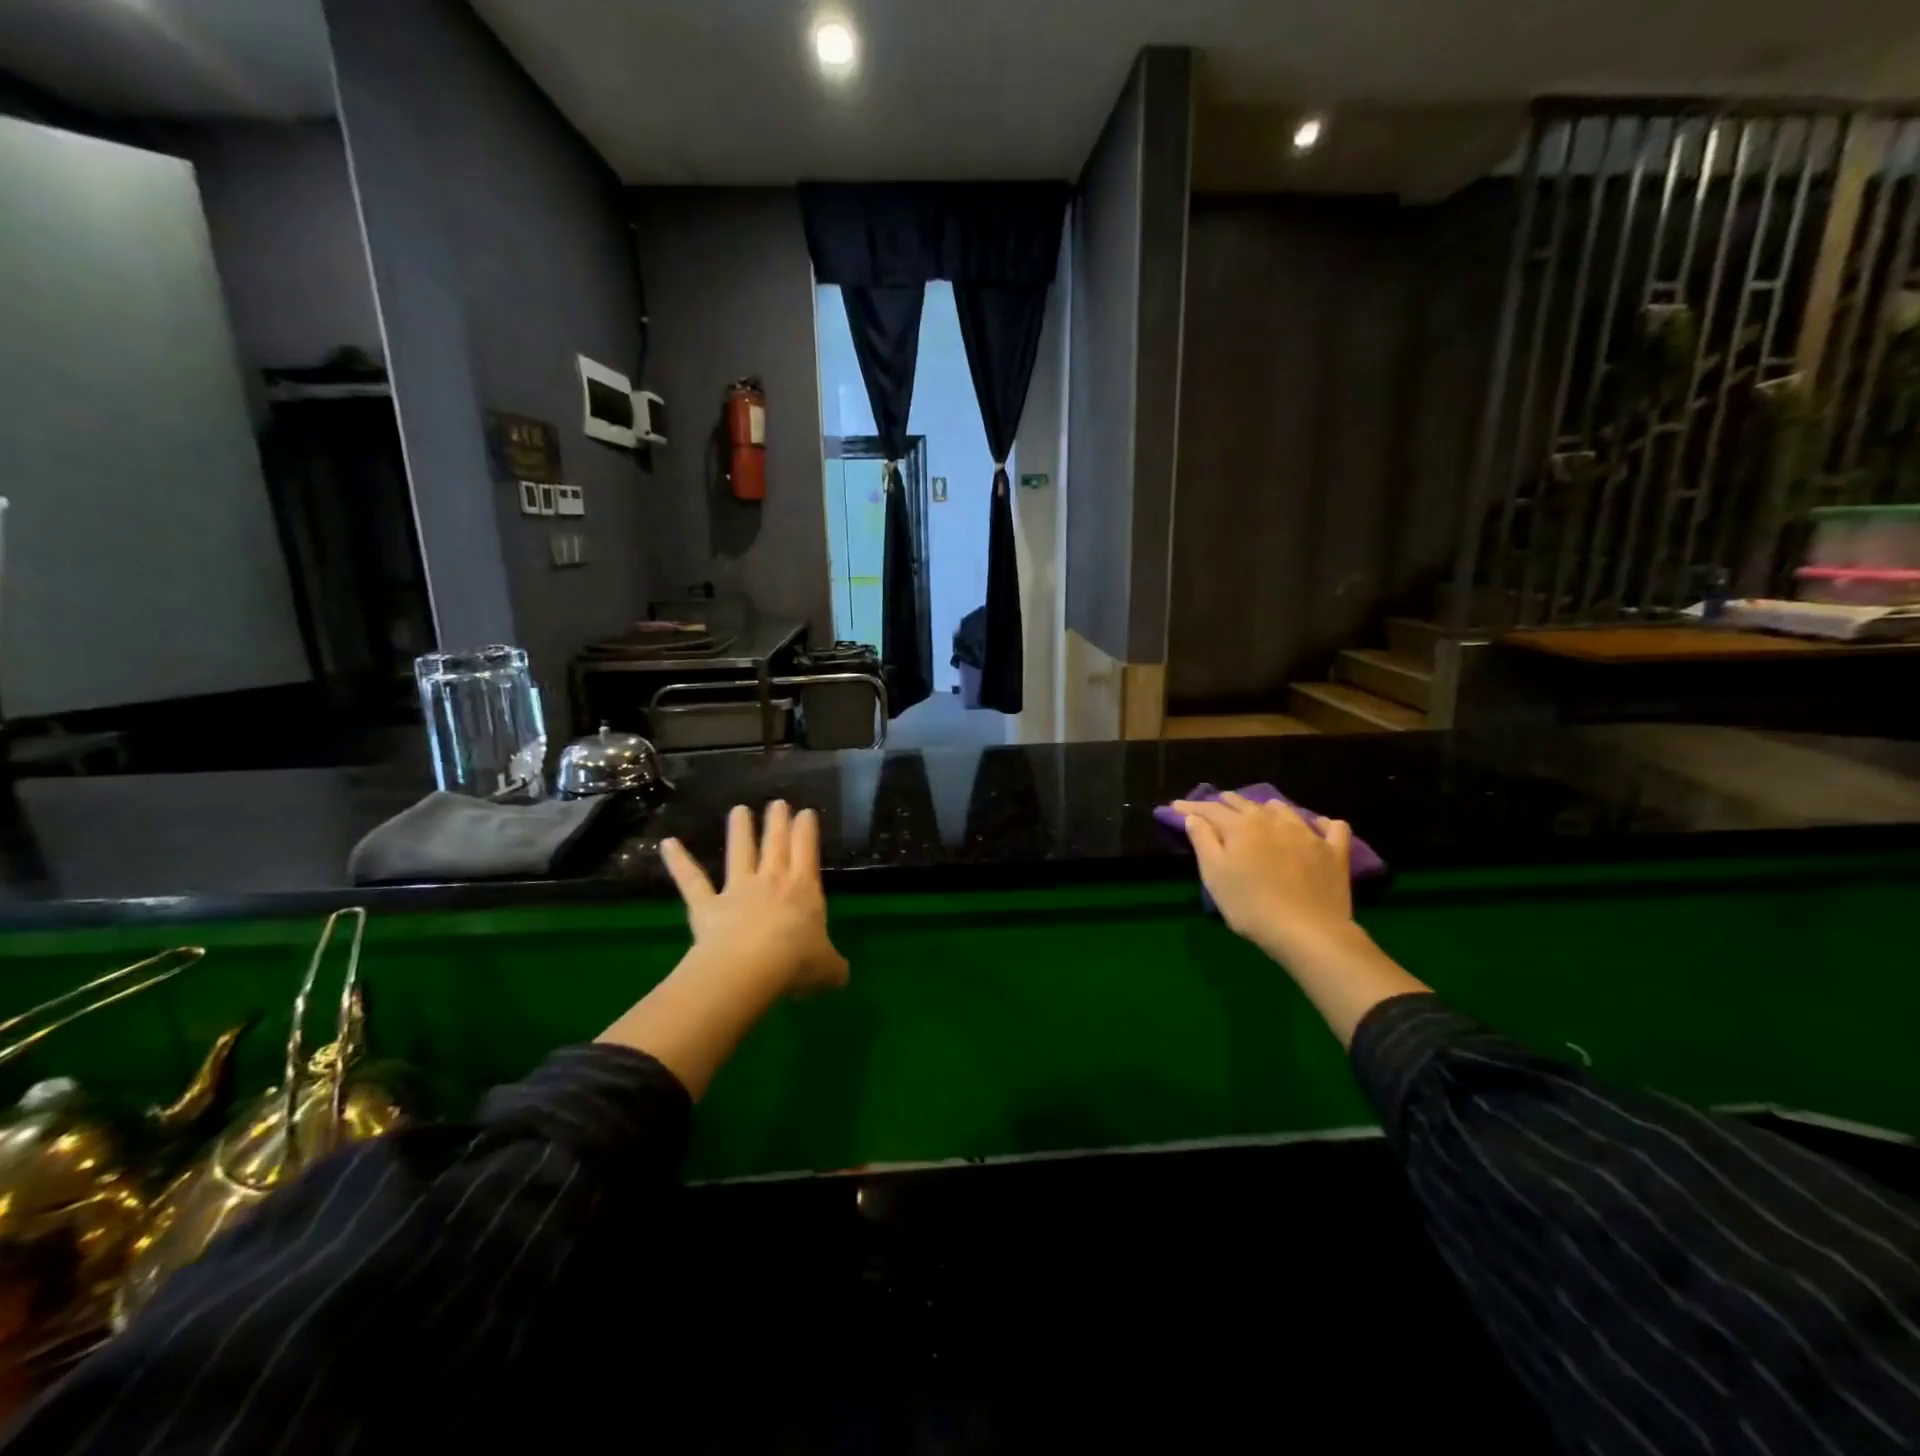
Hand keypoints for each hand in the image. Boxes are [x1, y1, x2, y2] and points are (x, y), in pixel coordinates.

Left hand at [659, 801, 848, 995]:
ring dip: (740, 830)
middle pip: (776, 844)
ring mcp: (738, 890)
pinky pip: (691, 881)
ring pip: (740, 853)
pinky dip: (679, 862)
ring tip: (739, 809)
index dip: (807, 830)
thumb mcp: (828, 968)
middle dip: (778, 822)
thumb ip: (834, 967)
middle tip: (778, 803)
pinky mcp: (707, 905)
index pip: (807, 851)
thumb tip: (841, 975)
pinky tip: (667, 844)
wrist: (751, 968)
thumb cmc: (796, 962)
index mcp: (804, 890)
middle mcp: (772, 881)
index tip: (806, 812)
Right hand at [1174, 793, 1356, 959]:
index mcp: (1240, 826)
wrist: (1307, 932)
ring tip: (1259, 814)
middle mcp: (1273, 820)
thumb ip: (1202, 841)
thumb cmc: (1250, 905)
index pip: (1210, 809)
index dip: (1190, 806)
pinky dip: (1320, 824)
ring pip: (1283, 809)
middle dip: (1225, 803)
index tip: (1175, 806)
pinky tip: (1315, 827)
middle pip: (1245, 803)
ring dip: (1266, 808)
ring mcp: (1307, 833)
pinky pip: (1332, 827)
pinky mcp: (1334, 851)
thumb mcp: (1214, 875)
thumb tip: (1194, 816)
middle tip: (1213, 807)